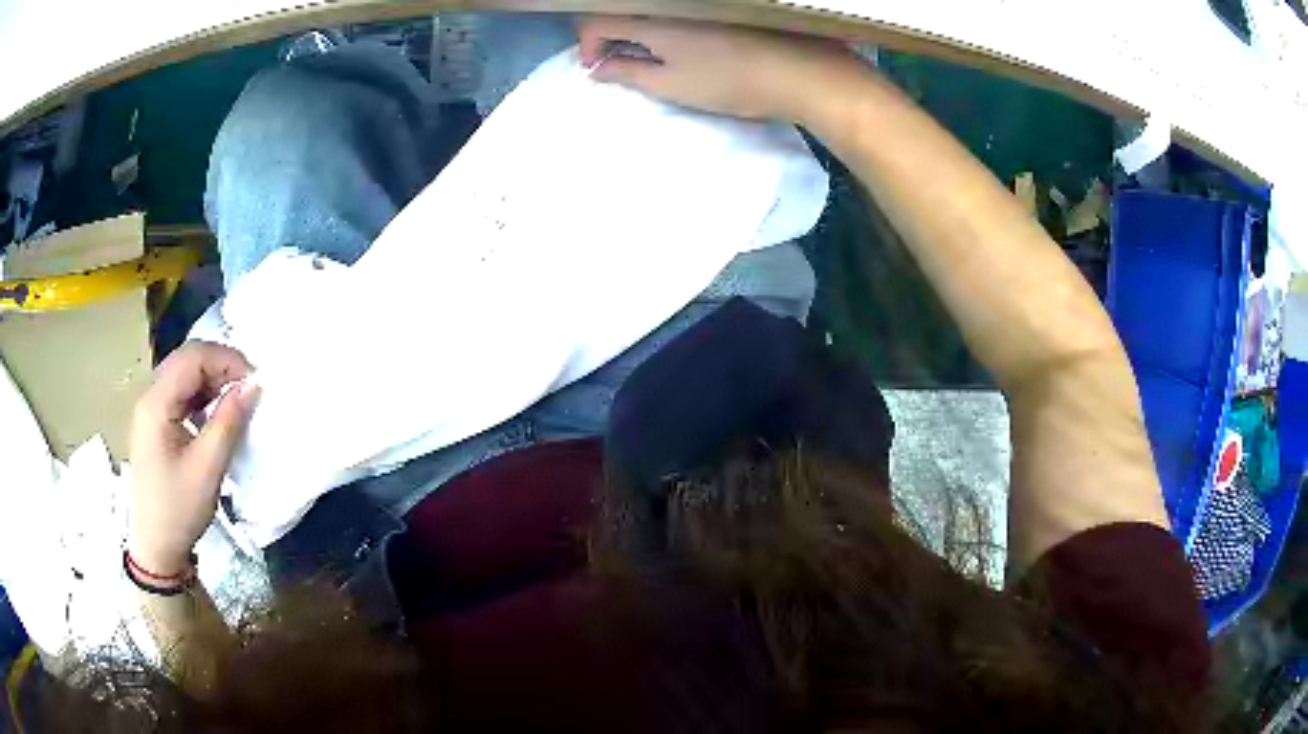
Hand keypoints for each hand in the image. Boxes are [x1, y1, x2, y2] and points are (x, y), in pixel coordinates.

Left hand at [129, 341, 258, 576]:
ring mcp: (150, 411)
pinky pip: (180, 395)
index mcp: (156, 403)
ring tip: (237, 401)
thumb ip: (228, 421)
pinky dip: (202, 396)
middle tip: (249, 389)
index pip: (193, 357)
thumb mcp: (207, 468)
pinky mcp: (155, 425)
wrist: (156, 549)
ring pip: (184, 376)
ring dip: (212, 381)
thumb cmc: (178, 510)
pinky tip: (216, 415)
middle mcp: (149, 397)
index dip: (226, 359)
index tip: (255, 382)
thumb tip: (253, 385)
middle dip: (220, 366)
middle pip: (186, 360)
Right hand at [578, 17, 863, 122]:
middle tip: (620, 64)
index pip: (596, 21)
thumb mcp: (673, 85)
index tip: (597, 69)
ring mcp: (695, 2)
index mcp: (652, 19)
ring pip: (648, 9)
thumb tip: (597, 69)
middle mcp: (668, 2)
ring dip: (636, 31)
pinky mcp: (719, 6)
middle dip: (609, 37)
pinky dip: (663, 25)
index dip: (587, 46)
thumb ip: (628, 74)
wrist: (800, 71)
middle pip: (621, 11)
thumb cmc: (731, 83)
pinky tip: (681, 45)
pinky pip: (674, 9)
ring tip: (651, 58)